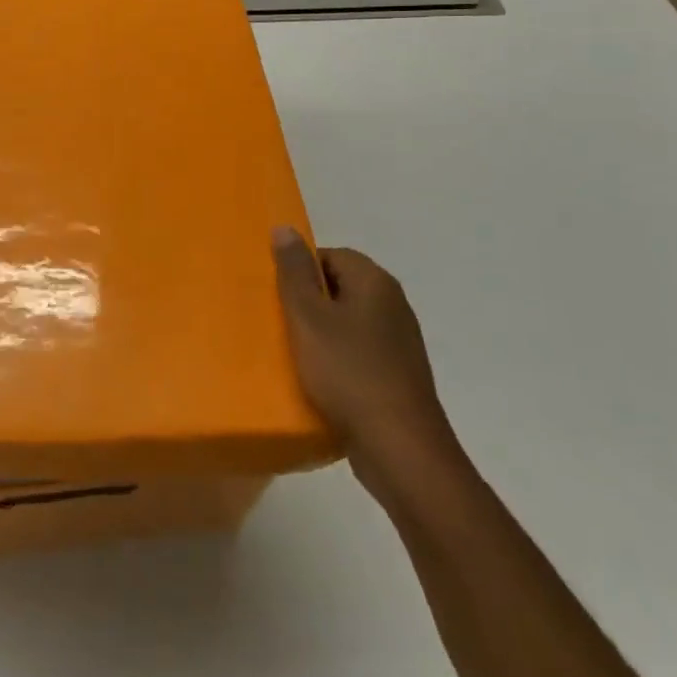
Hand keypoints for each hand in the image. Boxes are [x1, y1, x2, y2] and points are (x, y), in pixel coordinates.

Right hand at [272, 231, 459, 470]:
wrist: (399, 448)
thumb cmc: (348, 373)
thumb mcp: (308, 317)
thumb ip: (294, 272)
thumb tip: (285, 228)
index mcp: (375, 281)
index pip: (329, 255)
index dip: (300, 272)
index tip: (277, 298)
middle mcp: (393, 304)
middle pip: (339, 288)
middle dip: (308, 303)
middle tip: (278, 324)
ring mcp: (400, 342)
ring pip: (348, 323)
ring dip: (321, 335)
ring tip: (293, 355)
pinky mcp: (398, 376)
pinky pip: (359, 354)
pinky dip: (337, 361)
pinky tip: (318, 382)